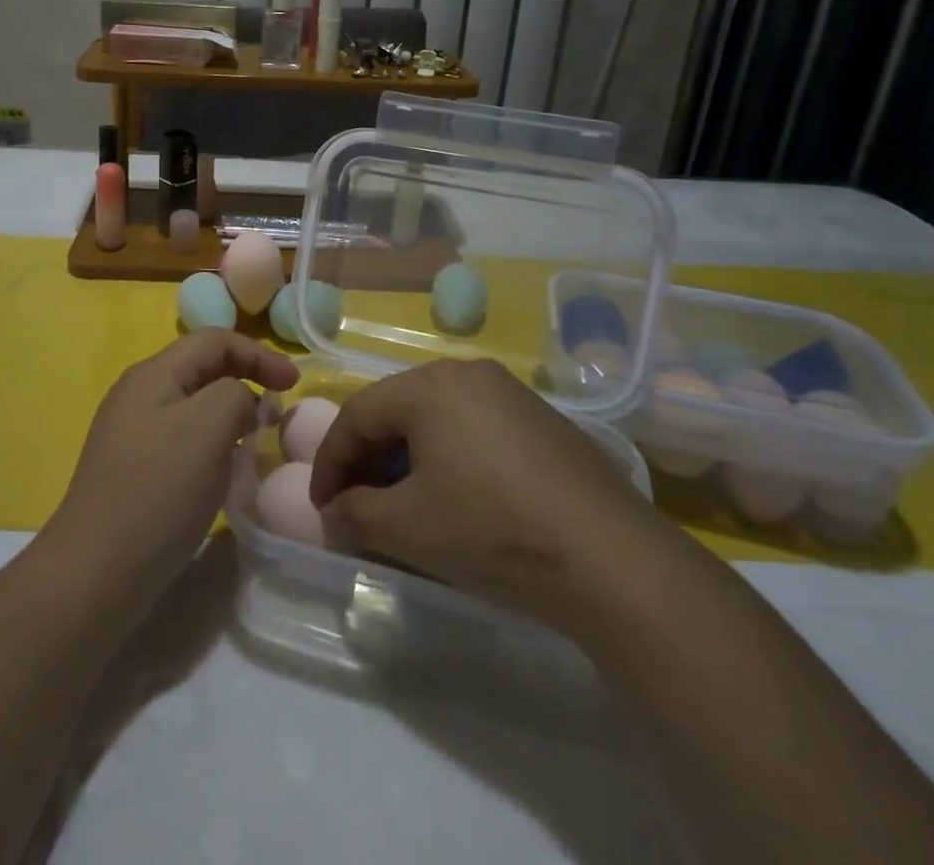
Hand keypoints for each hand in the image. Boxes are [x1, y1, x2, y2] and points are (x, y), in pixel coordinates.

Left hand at [49, 330, 297, 611]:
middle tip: (277, 413)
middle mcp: (139, 394)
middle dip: (245, 381)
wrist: (96, 573)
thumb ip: (234, 395)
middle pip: (202, 369)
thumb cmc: (158, 490)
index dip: (259, 354)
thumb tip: (239, 403)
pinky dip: (212, 444)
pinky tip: (222, 474)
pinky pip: (183, 440)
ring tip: (255, 442)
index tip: (294, 386)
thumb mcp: (208, 427)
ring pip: (194, 407)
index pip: (214, 341)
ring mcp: (132, 433)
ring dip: (230, 415)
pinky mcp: (133, 470)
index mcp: (154, 374)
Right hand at [309, 360, 662, 631]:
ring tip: (403, 504)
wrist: (612, 560)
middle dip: (368, 459)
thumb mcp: (408, 529)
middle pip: (397, 410)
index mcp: (429, 386)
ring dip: (408, 459)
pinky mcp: (543, 421)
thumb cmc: (492, 530)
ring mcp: (512, 394)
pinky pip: (475, 429)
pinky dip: (450, 458)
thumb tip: (331, 515)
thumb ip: (354, 516)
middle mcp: (468, 374)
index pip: (358, 415)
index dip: (330, 462)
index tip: (320, 506)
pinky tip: (459, 499)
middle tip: (357, 505)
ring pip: (437, 419)